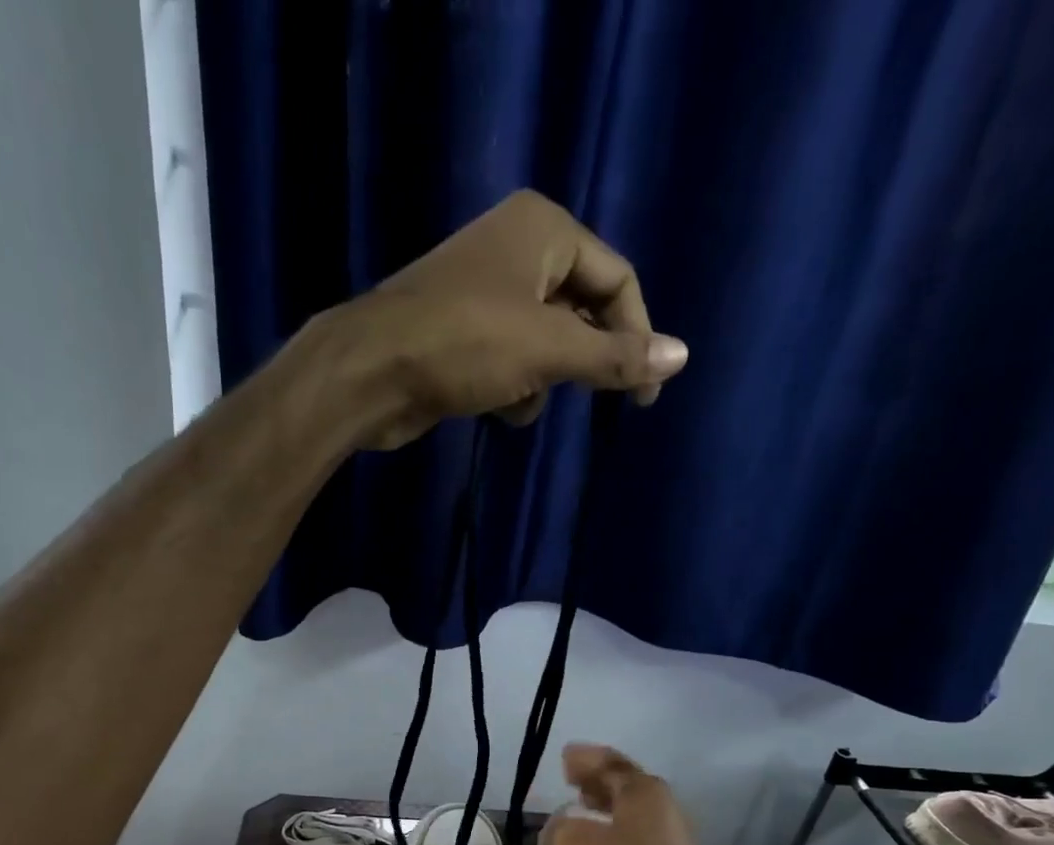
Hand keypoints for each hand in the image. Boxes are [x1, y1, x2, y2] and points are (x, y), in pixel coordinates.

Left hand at [314, 190, 688, 450]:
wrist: (371, 373)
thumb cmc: (465, 344)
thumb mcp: (549, 349)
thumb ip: (614, 355)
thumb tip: (682, 356)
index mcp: (545, 229)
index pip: (617, 280)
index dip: (637, 337)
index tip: (644, 395)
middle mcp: (517, 248)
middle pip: (582, 310)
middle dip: (582, 360)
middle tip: (594, 400)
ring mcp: (485, 291)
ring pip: (546, 342)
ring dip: (544, 379)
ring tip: (521, 398)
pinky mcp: (461, 333)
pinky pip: (511, 359)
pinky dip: (512, 386)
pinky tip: (497, 406)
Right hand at [548, 744, 729, 844]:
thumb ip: (562, 826)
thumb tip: (566, 824)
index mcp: (646, 793)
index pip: (611, 764)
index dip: (585, 759)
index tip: (564, 757)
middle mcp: (667, 809)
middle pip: (628, 785)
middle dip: (598, 781)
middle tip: (572, 778)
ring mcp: (676, 840)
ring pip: (636, 813)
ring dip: (609, 808)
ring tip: (584, 808)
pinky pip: (641, 837)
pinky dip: (619, 832)